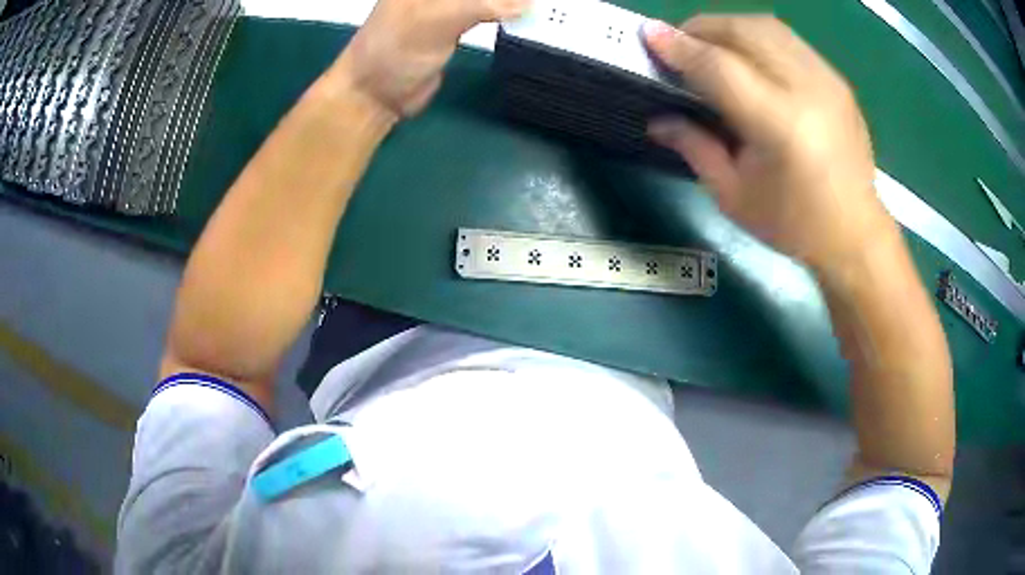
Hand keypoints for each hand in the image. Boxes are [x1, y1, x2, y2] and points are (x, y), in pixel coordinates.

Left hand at [339, 0, 528, 117]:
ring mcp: (446, 2)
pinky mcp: (456, 21)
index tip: (525, 2)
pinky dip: (508, 12)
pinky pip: (489, 9)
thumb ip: (483, 4)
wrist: (375, 94)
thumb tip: (529, 5)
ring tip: (538, 8)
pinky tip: (526, 16)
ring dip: (512, 3)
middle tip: (539, 5)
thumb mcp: (437, 20)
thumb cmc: (394, 51)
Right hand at [644, 16, 893, 271]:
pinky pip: (788, 40)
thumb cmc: (794, 225)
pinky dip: (758, 38)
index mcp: (780, 125)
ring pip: (767, 26)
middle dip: (702, 28)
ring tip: (712, 47)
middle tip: (680, 44)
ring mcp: (827, 81)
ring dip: (729, 27)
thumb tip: (658, 119)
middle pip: (744, 31)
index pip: (720, 67)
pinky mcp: (836, 80)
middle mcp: (807, 90)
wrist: (855, 233)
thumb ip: (695, 147)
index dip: (680, 47)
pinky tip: (749, 59)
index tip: (649, 34)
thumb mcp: (734, 196)